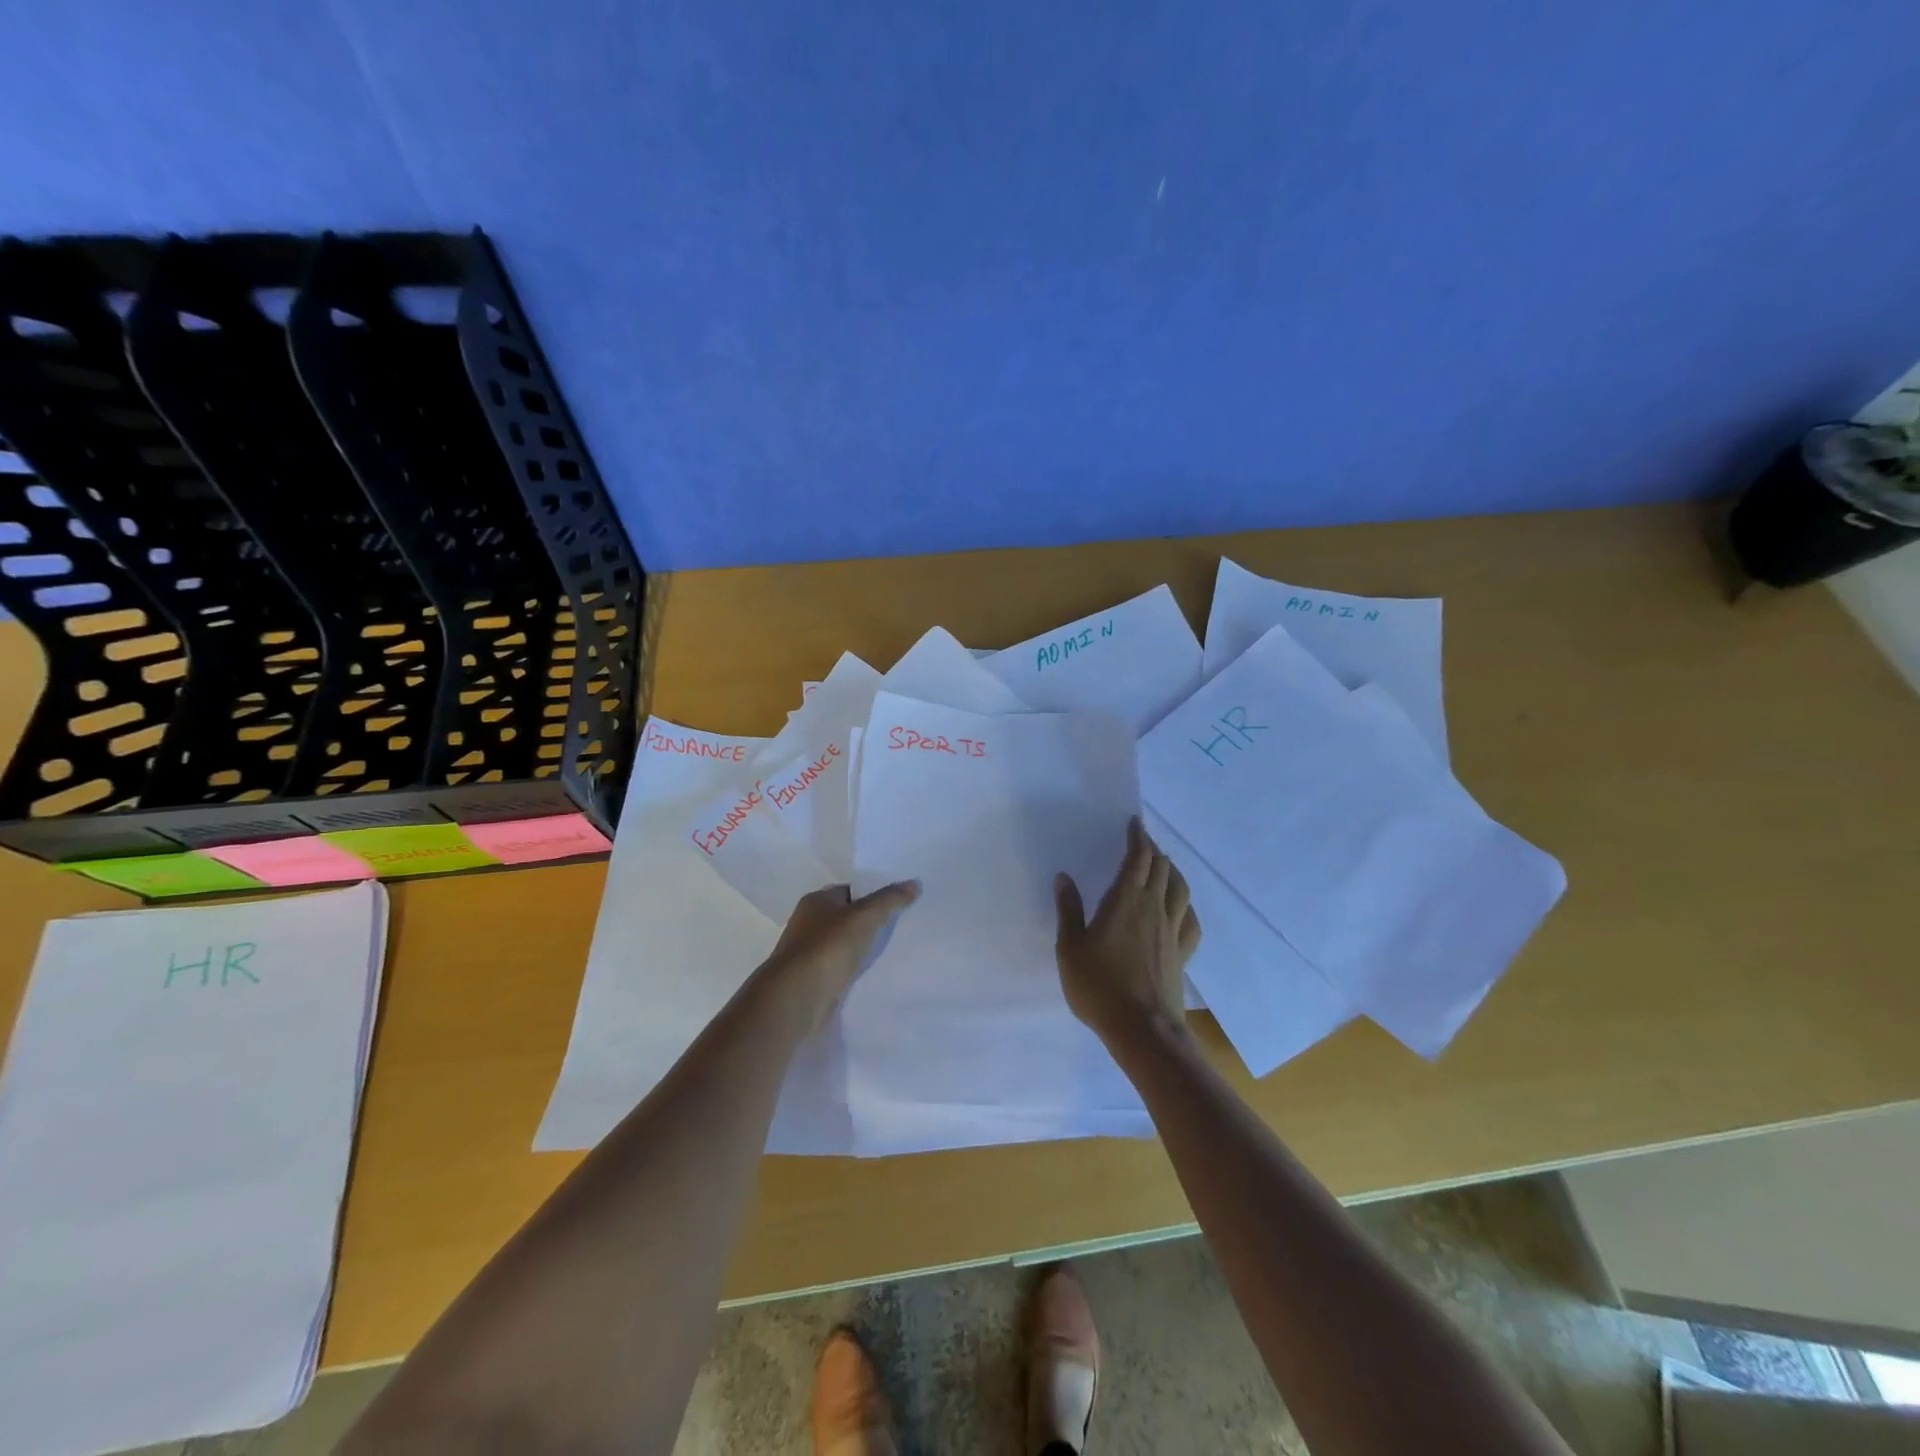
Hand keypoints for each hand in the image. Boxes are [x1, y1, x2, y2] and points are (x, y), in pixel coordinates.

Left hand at [764, 881, 920, 1030]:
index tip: (899, 901)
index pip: (849, 890)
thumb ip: (889, 899)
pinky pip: (842, 967)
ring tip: (895, 949)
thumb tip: (914, 883)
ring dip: (863, 947)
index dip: (873, 894)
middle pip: (847, 917)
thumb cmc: (828, 947)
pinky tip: (875, 972)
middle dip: (870, 922)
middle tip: (902, 925)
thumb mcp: (865, 917)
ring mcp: (810, 952)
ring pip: (845, 944)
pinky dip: (856, 969)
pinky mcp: (814, 979)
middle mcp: (809, 923)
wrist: (798, 998)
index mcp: (816, 901)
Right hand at [1054, 816, 1199, 1047]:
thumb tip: (1064, 877)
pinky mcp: (1182, 954)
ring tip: (1164, 867)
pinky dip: (1186, 906)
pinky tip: (1181, 908)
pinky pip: (1190, 920)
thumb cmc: (1099, 986)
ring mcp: (1172, 931)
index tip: (1135, 824)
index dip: (1138, 838)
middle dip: (1153, 850)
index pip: (1138, 858)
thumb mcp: (1070, 948)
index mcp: (1125, 901)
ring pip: (1180, 889)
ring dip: (1172, 871)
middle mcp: (1153, 908)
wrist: (1142, 1028)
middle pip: (1161, 868)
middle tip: (1143, 843)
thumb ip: (1069, 910)